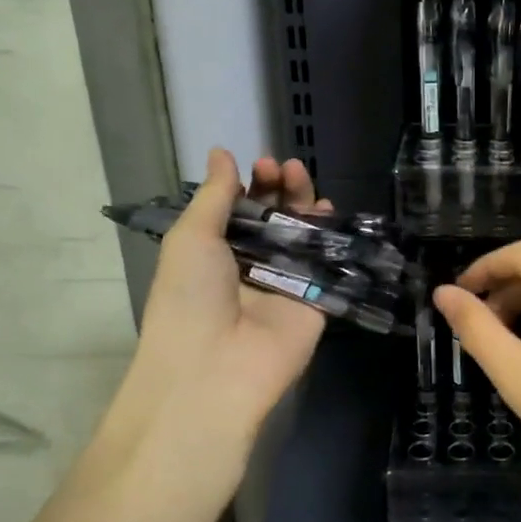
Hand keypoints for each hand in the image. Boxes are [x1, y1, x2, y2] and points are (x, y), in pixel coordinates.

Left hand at [98, 149, 330, 481]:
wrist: (216, 369)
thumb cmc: (190, 298)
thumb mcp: (192, 238)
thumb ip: (214, 196)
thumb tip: (222, 153)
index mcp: (214, 254)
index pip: (239, 210)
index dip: (251, 185)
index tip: (261, 164)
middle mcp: (250, 266)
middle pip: (273, 219)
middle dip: (279, 189)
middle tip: (284, 168)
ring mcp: (285, 284)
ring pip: (302, 236)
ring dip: (303, 205)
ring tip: (302, 179)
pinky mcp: (315, 302)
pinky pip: (327, 264)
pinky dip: (330, 238)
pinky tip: (330, 212)